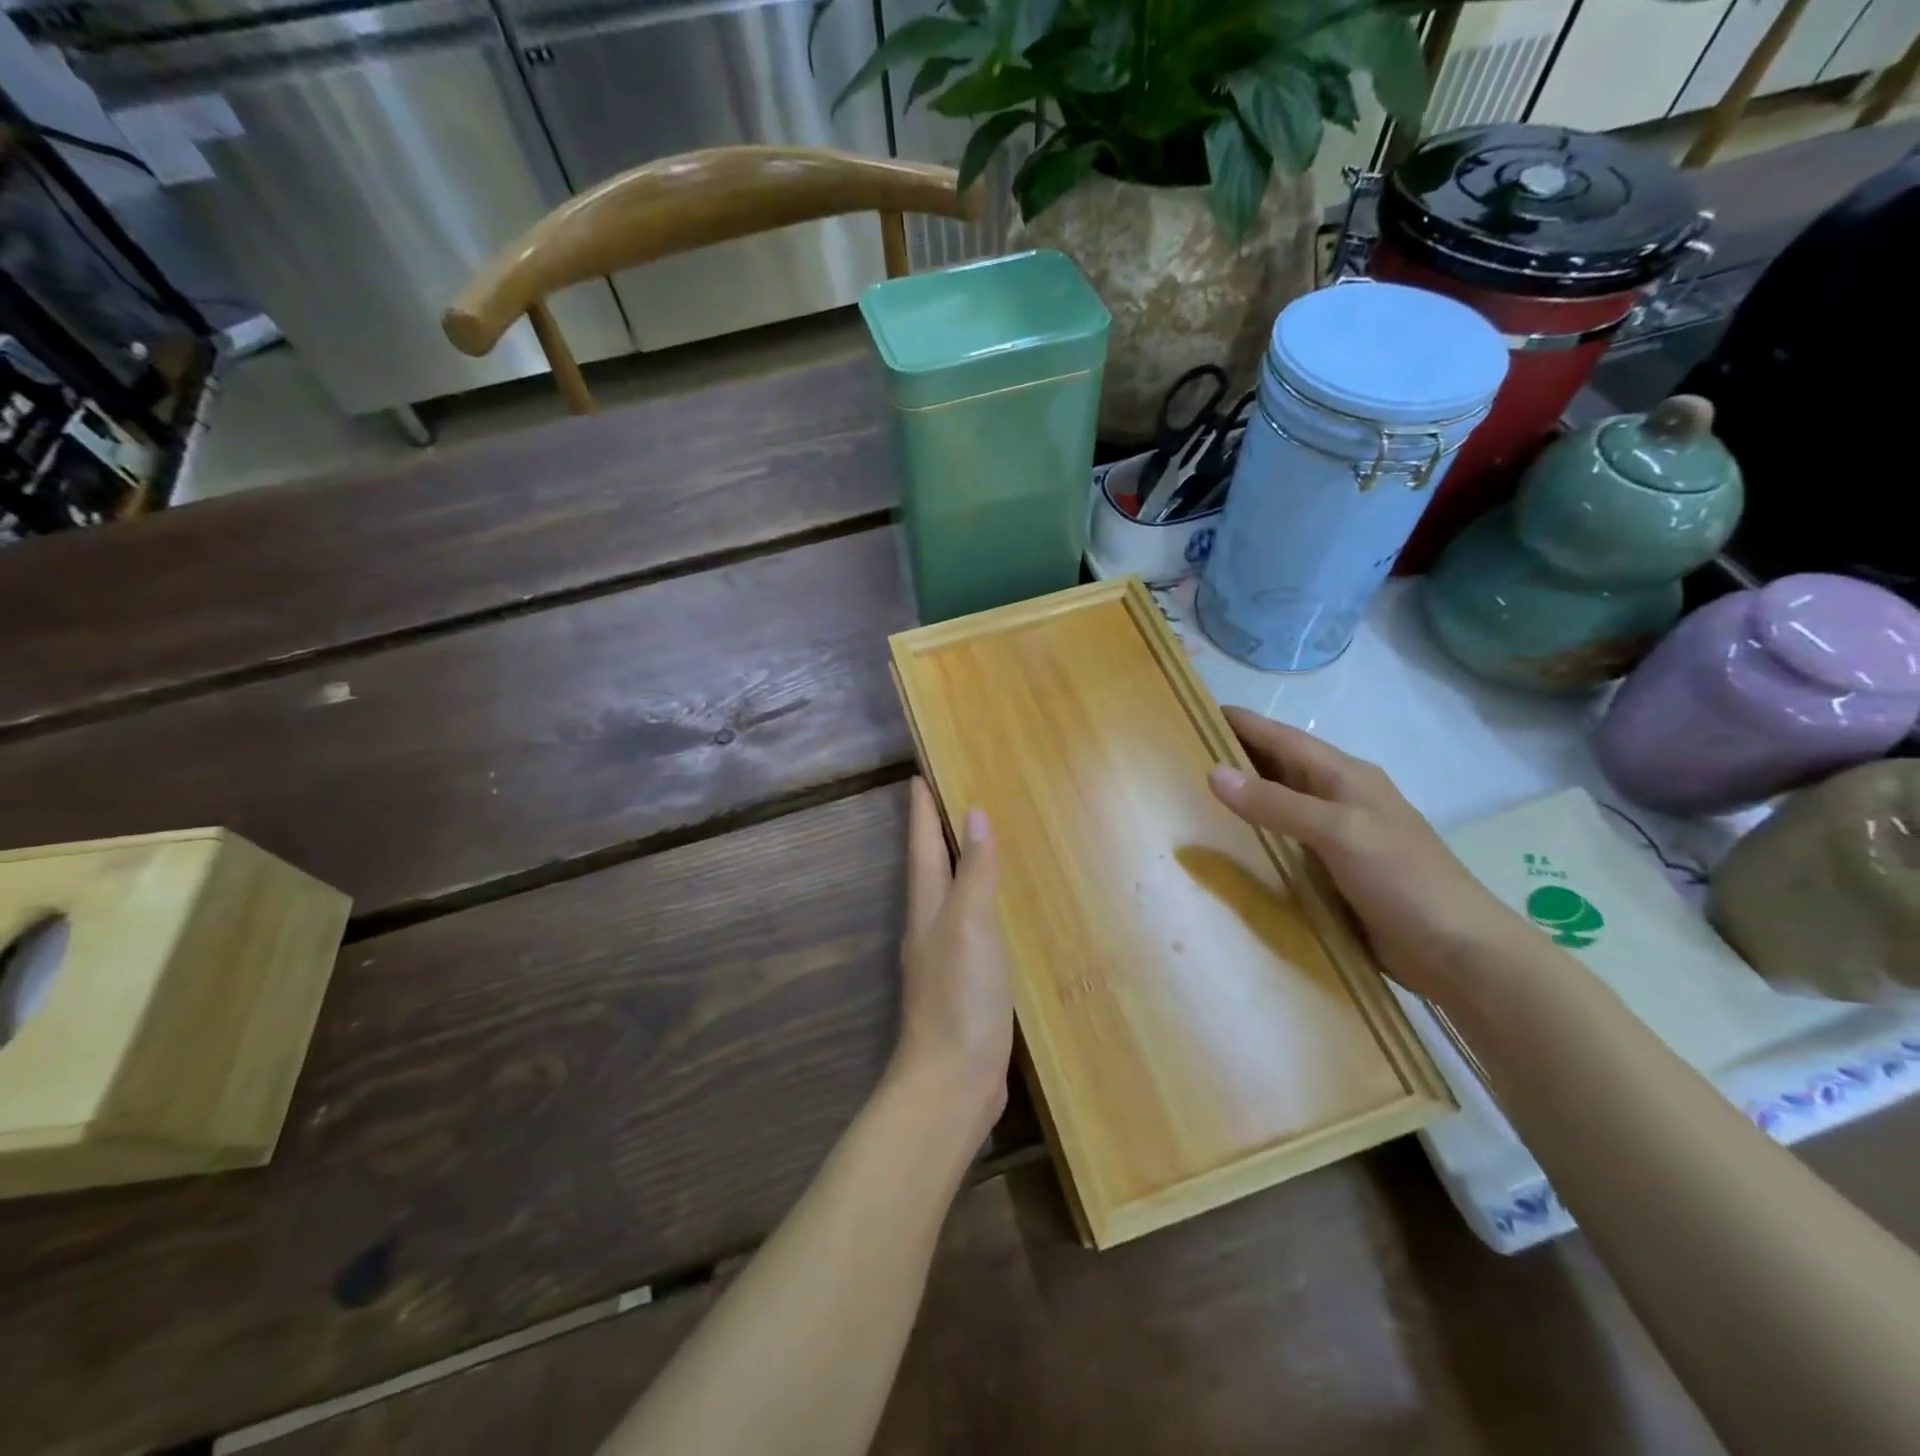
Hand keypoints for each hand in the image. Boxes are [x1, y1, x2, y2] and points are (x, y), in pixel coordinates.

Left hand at [894, 779, 1013, 1135]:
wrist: (952, 1084)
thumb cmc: (960, 998)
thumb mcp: (970, 927)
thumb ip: (974, 873)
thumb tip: (973, 815)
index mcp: (928, 908)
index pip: (923, 845)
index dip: (921, 809)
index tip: (920, 772)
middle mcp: (930, 927)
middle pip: (932, 867)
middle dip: (938, 831)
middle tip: (957, 796)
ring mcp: (946, 959)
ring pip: (952, 897)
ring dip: (961, 867)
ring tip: (982, 843)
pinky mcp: (966, 986)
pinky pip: (973, 929)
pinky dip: (983, 906)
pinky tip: (1002, 911)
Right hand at [1206, 706, 1527, 1003]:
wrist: (1459, 953)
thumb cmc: (1404, 880)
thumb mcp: (1339, 833)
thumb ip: (1276, 804)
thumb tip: (1213, 772)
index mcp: (1345, 776)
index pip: (1282, 737)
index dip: (1240, 723)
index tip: (1191, 709)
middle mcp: (1338, 799)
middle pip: (1277, 767)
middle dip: (1233, 757)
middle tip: (1177, 755)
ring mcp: (1336, 838)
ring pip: (1278, 806)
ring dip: (1240, 799)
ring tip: (1188, 797)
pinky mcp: (1332, 873)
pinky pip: (1283, 844)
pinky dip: (1254, 838)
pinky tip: (1225, 848)